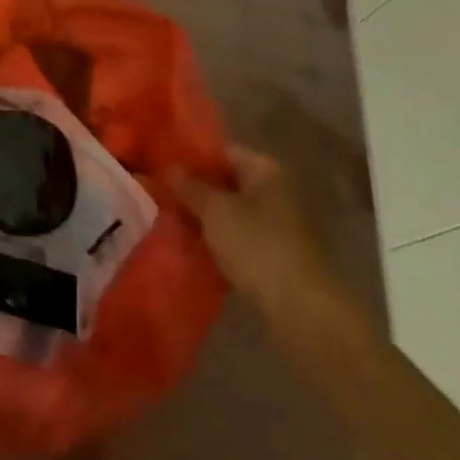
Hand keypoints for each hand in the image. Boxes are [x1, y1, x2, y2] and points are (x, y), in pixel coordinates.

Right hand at [174, 145, 364, 334]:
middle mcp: (274, 190)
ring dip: (202, 216)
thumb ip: (189, 186)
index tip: (159, 165)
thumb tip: (169, 167)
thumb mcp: (214, 210)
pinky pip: (237, 236)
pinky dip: (216, 238)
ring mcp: (277, 223)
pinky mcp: (274, 253)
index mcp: (264, 169)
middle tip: (158, 193)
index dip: (189, 157)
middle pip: (225, 181)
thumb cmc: (257, 245)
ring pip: (229, 211)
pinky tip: (190, 244)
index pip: (220, 151)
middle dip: (193, 189)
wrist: (302, 309)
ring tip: (167, 219)